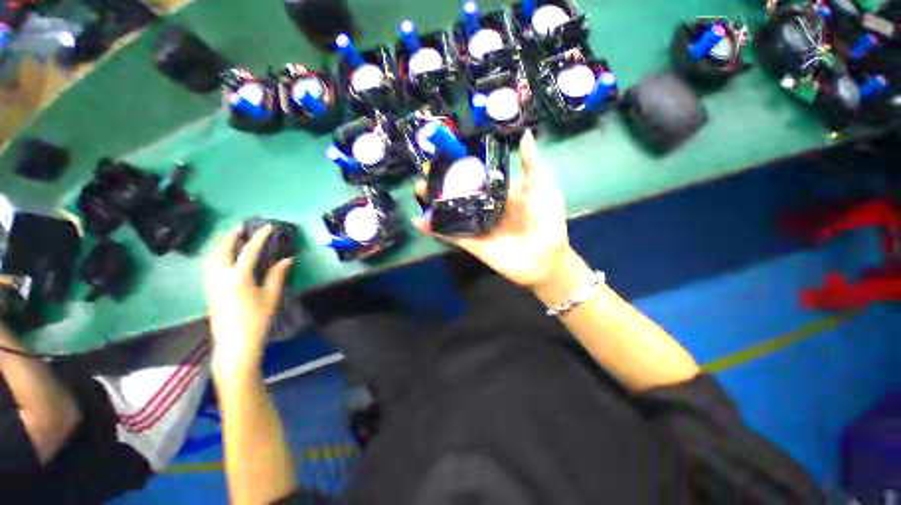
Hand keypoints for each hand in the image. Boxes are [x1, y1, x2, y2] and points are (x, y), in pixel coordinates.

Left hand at [203, 226, 292, 379]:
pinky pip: (209, 266)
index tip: (267, 226)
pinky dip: (215, 256)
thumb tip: (287, 259)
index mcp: (239, 275)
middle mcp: (222, 274)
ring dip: (221, 243)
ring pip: (213, 255)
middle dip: (233, 235)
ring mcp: (212, 282)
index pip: (249, 249)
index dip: (259, 236)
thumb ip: (277, 277)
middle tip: (241, 227)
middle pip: (225, 247)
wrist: (235, 347)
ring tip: (229, 240)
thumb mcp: (270, 300)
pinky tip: (219, 259)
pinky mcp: (208, 291)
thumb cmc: (255, 324)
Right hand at [415, 129, 570, 288]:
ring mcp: (477, 224)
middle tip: (426, 169)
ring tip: (418, 188)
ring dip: (432, 199)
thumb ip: (530, 163)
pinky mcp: (472, 242)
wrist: (548, 258)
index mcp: (501, 189)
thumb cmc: (547, 219)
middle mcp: (486, 204)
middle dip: (441, 178)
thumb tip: (525, 133)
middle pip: (458, 189)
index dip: (461, 162)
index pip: (477, 172)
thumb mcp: (542, 186)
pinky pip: (450, 233)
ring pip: (450, 209)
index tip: (445, 150)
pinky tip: (418, 219)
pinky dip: (433, 228)